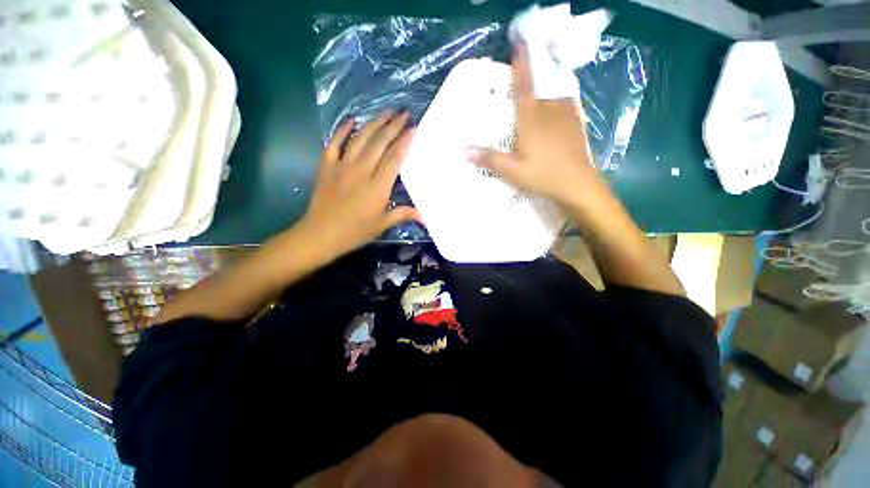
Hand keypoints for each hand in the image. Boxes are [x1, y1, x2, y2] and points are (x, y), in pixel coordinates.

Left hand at [299, 111, 421, 260]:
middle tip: (403, 113)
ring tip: (386, 112)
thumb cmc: (354, 232)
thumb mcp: (382, 225)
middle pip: (379, 143)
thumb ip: (403, 215)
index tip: (412, 128)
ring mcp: (342, 166)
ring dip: (374, 123)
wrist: (320, 234)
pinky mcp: (327, 166)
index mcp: (377, 186)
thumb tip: (425, 217)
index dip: (404, 142)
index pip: (394, 158)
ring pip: (360, 139)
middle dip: (392, 126)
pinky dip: (342, 130)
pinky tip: (351, 120)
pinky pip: (334, 143)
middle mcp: (361, 171)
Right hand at [466, 44, 604, 207]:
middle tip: (526, 67)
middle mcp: (549, 111)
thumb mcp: (512, 171)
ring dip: (547, 84)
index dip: (521, 67)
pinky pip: (566, 103)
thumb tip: (466, 151)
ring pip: (554, 93)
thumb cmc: (542, 176)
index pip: (524, 88)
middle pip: (540, 86)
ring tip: (541, 83)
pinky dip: (559, 97)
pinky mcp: (576, 124)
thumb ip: (490, 159)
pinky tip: (558, 102)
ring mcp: (566, 116)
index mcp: (531, 120)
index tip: (519, 47)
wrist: (577, 184)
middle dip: (533, 73)